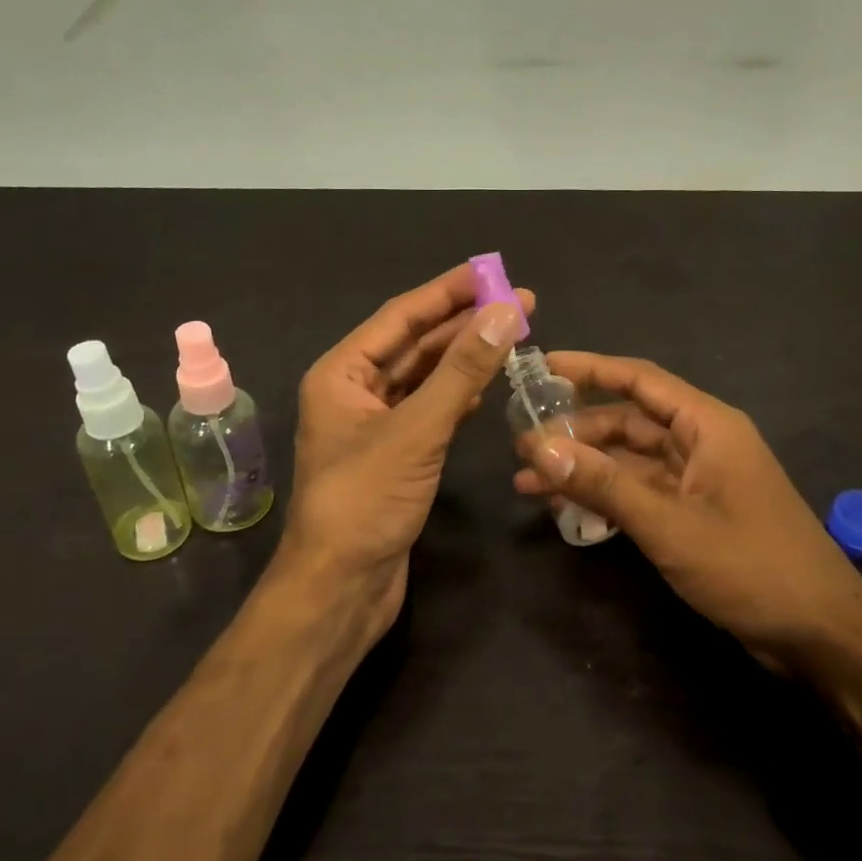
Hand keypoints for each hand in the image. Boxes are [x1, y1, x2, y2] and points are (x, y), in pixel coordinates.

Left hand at [280, 264, 533, 638]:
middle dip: (464, 322)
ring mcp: (375, 424)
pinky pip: (429, 409)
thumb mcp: (416, 430)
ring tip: (513, 334)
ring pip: (424, 377)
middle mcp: (354, 390)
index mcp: (341, 373)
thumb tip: (503, 312)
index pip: (401, 317)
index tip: (493, 272)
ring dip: (465, 356)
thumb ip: (460, 371)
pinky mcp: (396, 454)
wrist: (341, 588)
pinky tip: (486, 382)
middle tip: (520, 302)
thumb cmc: (366, 501)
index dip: (448, 291)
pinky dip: (457, 394)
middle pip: (415, 343)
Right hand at [513, 352, 861, 663]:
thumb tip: (538, 449)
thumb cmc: (751, 567)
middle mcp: (702, 443)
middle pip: (627, 422)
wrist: (820, 634)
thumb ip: (604, 485)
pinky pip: (640, 492)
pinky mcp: (695, 513)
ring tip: (528, 484)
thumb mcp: (669, 525)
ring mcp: (698, 480)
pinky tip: (567, 510)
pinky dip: (606, 497)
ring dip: (584, 469)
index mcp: (707, 426)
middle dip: (575, 433)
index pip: (640, 380)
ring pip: (629, 461)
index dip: (590, 368)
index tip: (543, 366)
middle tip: (520, 444)